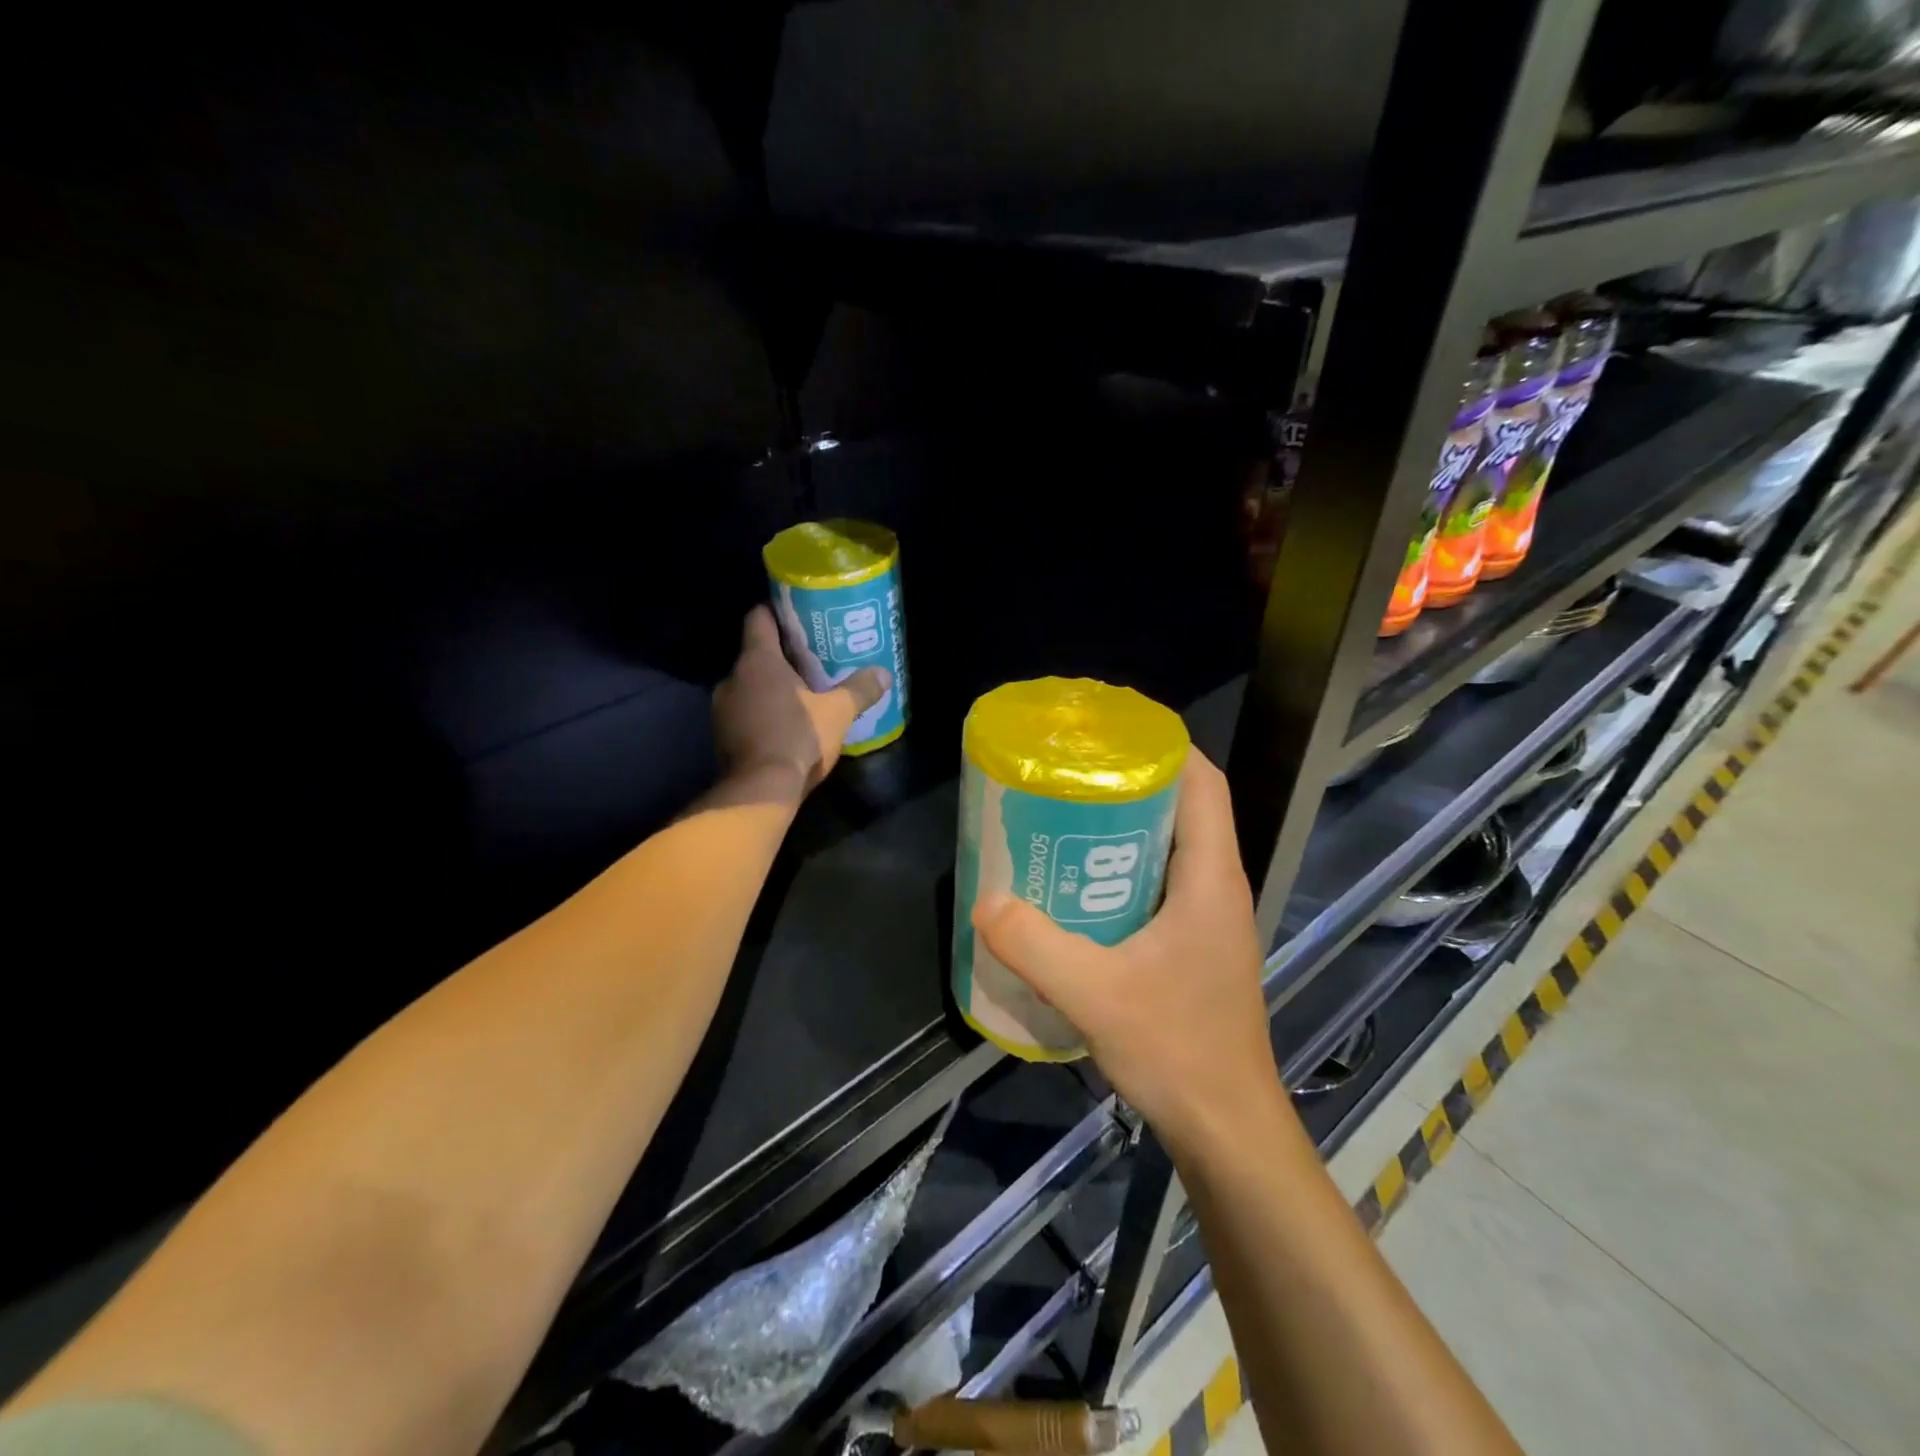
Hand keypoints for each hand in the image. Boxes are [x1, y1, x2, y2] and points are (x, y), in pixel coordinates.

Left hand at [713, 606, 889, 799]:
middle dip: (782, 656)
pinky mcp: (722, 736)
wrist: (760, 791)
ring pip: (749, 685)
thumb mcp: (838, 713)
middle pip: (756, 654)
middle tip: (811, 659)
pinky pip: (745, 712)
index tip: (797, 614)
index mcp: (758, 661)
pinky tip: (786, 724)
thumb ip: (860, 689)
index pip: (759, 619)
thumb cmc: (799, 738)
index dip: (777, 612)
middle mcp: (733, 678)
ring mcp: (722, 708)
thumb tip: (883, 673)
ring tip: (802, 693)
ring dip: (771, 688)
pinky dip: (762, 712)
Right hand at [971, 752, 1290, 1159]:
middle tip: (1067, 779)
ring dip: (1122, 830)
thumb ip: (1036, 947)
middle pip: (1182, 809)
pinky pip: (1159, 886)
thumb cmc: (1178, 1051)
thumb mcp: (1097, 995)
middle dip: (1128, 783)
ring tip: (1061, 825)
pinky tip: (1076, 892)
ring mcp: (1208, 920)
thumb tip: (985, 901)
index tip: (1108, 734)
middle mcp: (1216, 887)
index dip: (1163, 747)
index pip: (1203, 784)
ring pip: (1169, 849)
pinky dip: (1122, 872)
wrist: (1227, 1129)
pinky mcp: (1195, 947)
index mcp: (1210, 878)